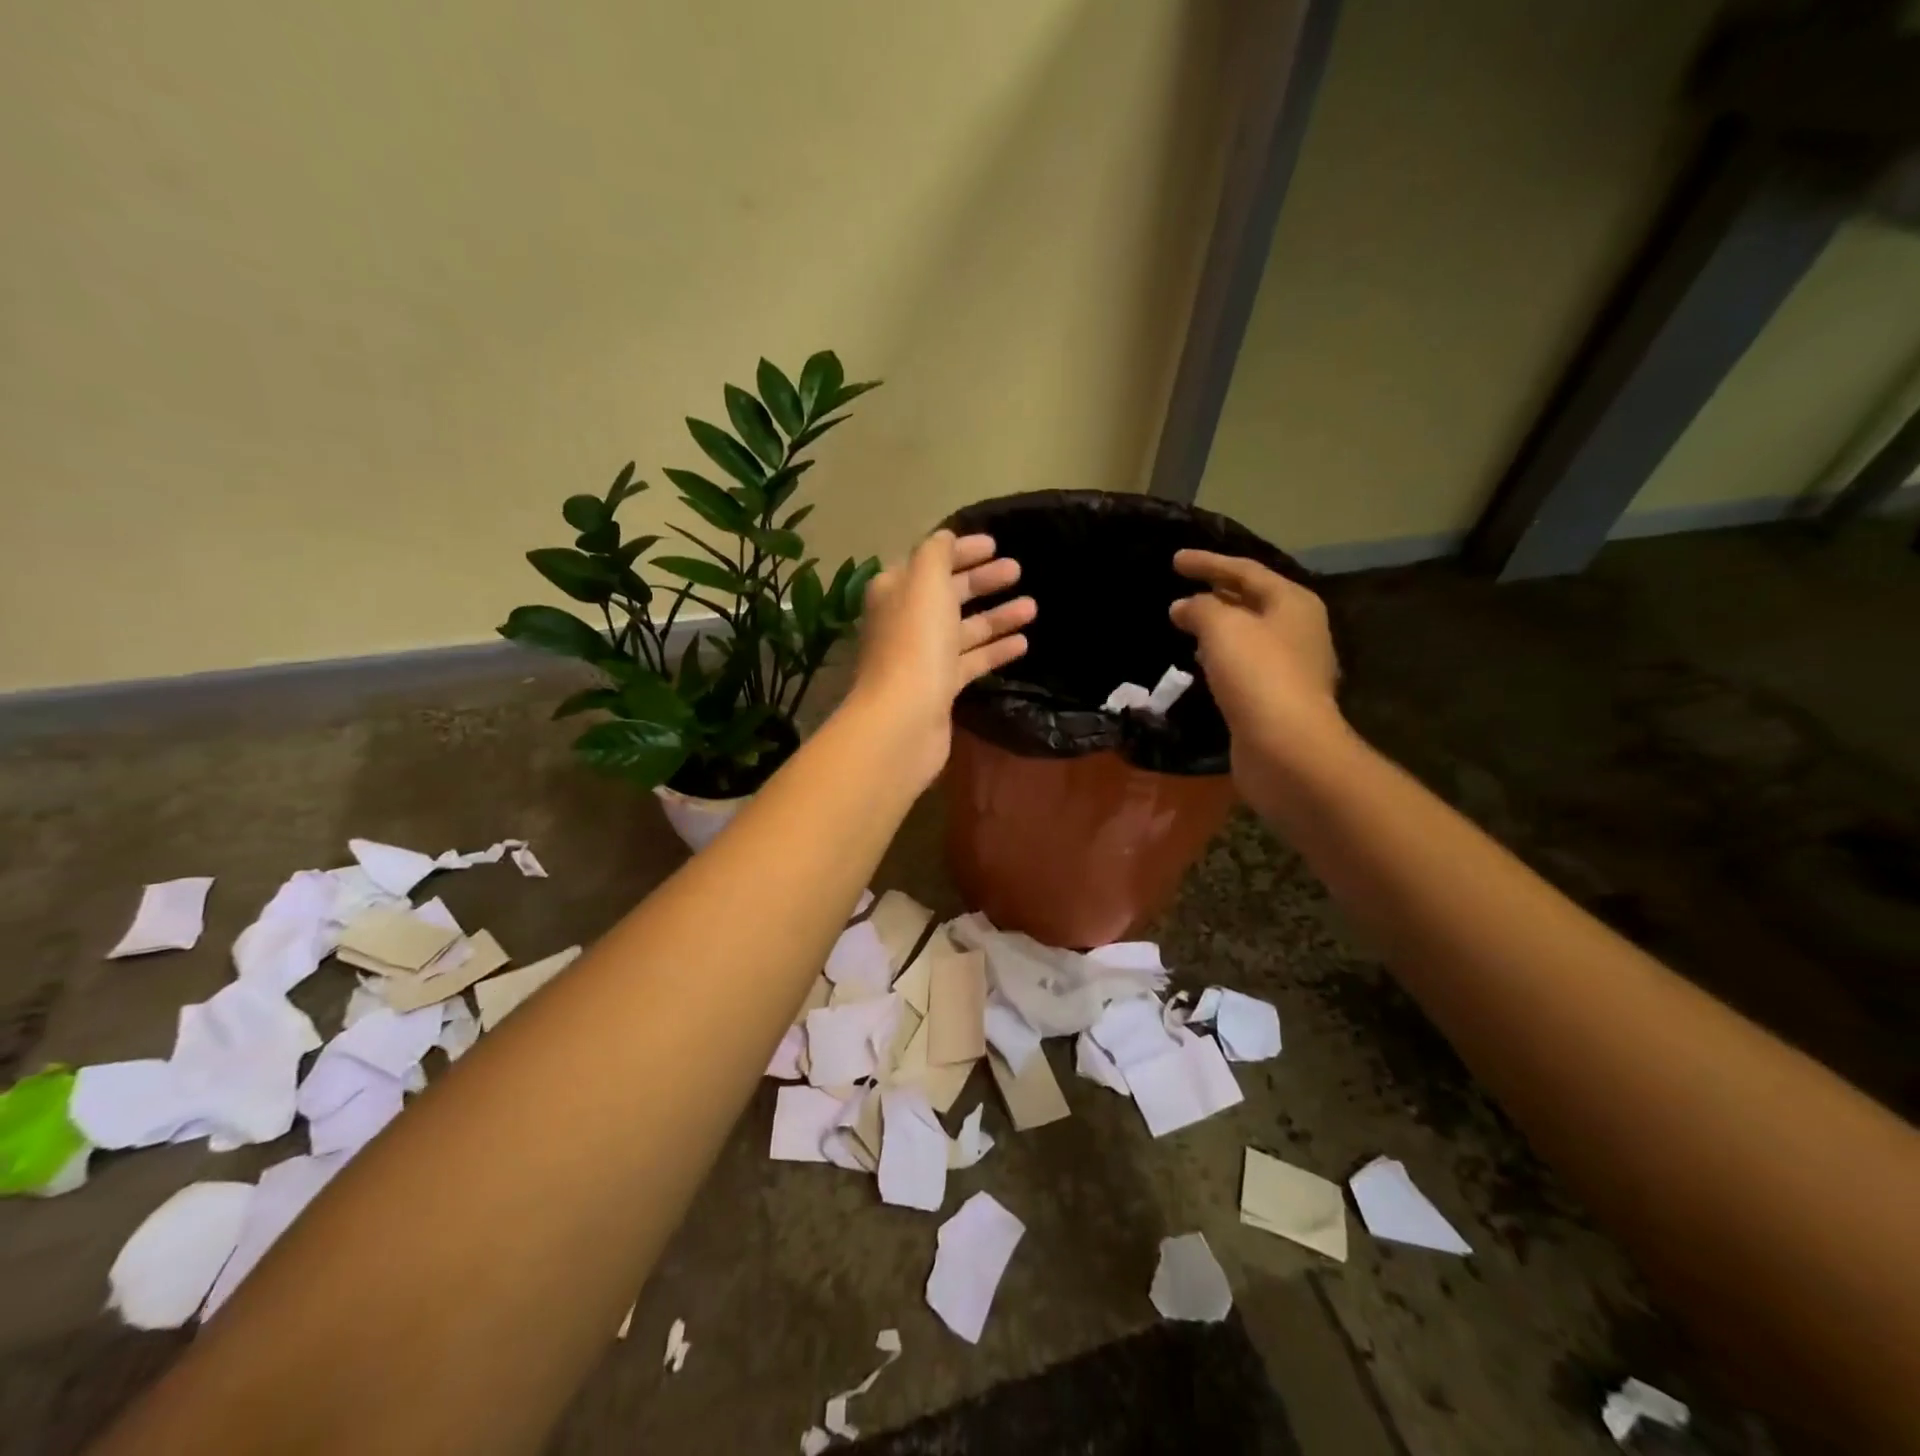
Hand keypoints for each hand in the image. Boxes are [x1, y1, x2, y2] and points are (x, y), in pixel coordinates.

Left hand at [850, 530, 1035, 783]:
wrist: (904, 719)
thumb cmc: (916, 642)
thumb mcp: (925, 582)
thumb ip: (936, 554)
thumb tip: (945, 538)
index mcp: (896, 591)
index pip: (929, 561)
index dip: (960, 551)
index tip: (995, 544)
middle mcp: (906, 621)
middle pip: (948, 594)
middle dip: (982, 580)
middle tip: (1018, 570)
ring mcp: (922, 657)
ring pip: (964, 629)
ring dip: (997, 616)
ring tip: (1033, 607)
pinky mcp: (940, 687)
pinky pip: (971, 661)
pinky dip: (995, 650)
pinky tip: (1023, 643)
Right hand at [1169, 550, 1344, 789]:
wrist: (1285, 747)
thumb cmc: (1257, 675)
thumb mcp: (1222, 628)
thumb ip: (1200, 609)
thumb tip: (1183, 606)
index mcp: (1292, 603)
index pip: (1246, 571)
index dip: (1208, 562)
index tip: (1174, 560)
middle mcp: (1298, 630)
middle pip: (1252, 601)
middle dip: (1216, 594)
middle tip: (1181, 589)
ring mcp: (1290, 668)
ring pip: (1247, 636)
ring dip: (1217, 628)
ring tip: (1185, 625)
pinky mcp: (1276, 700)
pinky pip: (1243, 667)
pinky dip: (1220, 658)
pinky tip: (1200, 664)